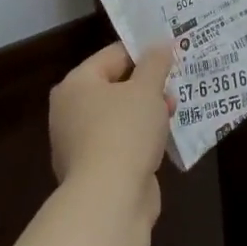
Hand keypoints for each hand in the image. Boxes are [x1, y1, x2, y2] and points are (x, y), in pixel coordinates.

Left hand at [49, 42, 173, 220]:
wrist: (110, 200)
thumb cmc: (125, 132)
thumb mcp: (147, 89)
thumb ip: (155, 63)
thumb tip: (160, 45)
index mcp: (76, 85)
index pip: (113, 55)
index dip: (144, 52)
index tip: (172, 54)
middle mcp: (70, 111)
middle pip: (115, 86)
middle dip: (148, 86)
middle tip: (176, 84)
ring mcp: (80, 144)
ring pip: (120, 116)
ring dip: (147, 113)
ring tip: (175, 112)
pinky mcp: (94, 171)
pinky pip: (122, 143)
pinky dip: (141, 139)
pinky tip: (164, 140)